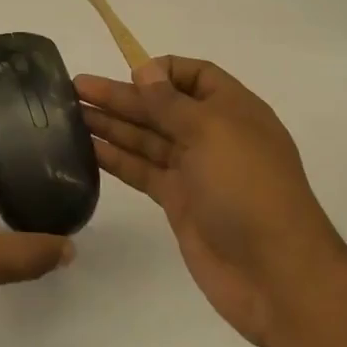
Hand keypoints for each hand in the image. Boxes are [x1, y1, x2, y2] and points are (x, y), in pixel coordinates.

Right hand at [77, 57, 344, 346]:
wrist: (276, 276)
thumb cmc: (248, 188)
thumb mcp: (211, 131)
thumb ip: (171, 102)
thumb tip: (145, 70)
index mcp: (232, 110)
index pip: (195, 75)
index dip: (161, 70)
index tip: (129, 74)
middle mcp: (213, 135)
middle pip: (161, 106)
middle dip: (121, 95)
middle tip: (75, 87)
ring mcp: (195, 171)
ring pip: (147, 138)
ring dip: (111, 123)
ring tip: (70, 113)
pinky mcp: (179, 202)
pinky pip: (143, 170)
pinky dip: (116, 158)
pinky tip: (87, 148)